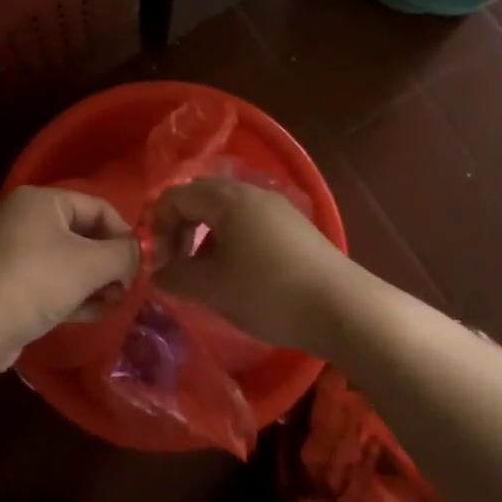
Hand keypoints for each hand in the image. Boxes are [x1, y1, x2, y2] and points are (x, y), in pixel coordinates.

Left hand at [0, 186, 139, 376]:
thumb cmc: (33, 282)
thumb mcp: (88, 264)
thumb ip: (125, 255)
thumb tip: (150, 252)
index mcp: (43, 201)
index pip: (99, 208)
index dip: (125, 234)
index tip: (145, 265)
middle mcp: (28, 220)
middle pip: (85, 235)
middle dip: (111, 262)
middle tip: (132, 288)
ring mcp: (17, 254)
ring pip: (71, 262)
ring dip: (97, 282)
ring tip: (117, 303)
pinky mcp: (12, 286)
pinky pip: (53, 284)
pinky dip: (76, 295)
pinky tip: (96, 313)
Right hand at [152, 178, 349, 355]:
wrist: (344, 309)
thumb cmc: (269, 293)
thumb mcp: (212, 289)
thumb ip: (177, 276)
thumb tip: (158, 272)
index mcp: (227, 199)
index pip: (176, 195)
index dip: (158, 225)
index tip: (157, 261)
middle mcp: (252, 193)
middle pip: (202, 197)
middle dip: (181, 227)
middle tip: (175, 262)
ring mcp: (278, 208)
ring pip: (227, 210)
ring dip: (206, 236)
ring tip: (204, 272)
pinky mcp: (296, 227)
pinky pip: (250, 222)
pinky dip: (231, 240)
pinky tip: (237, 273)